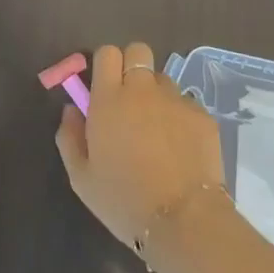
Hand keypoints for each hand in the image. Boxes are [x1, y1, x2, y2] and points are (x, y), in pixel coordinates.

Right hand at [55, 42, 225, 251]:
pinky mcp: (203, 117)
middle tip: (127, 98)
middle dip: (130, 65)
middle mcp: (143, 90)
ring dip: (154, 93)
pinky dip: (178, 116)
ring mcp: (177, 101)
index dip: (104, 64)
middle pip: (138, 51)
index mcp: (109, 99)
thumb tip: (72, 110)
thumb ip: (70, 136)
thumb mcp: (80, 176)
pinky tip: (178, 146)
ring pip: (163, 79)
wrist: (183, 221)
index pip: (106, 53)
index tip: (101, 85)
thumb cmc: (122, 199)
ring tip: (155, 127)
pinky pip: (186, 103)